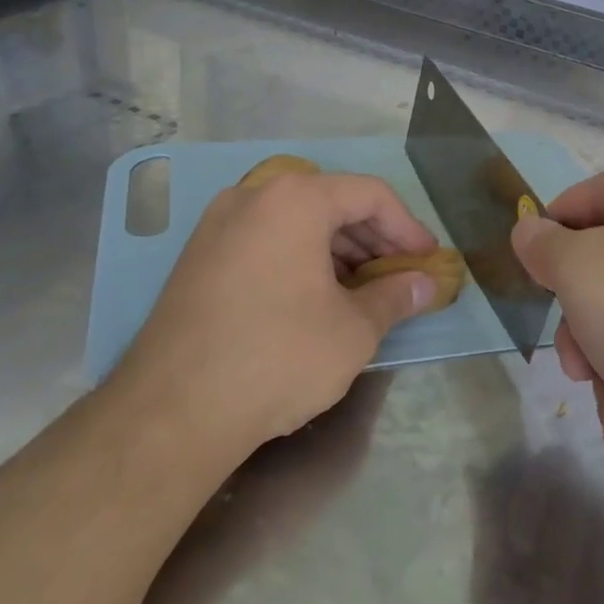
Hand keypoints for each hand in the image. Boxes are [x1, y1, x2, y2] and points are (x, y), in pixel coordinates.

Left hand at [115, 173, 439, 456]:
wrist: (175, 409)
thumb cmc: (279, 356)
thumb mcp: (353, 329)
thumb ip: (396, 297)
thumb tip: (425, 285)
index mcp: (295, 199)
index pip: (370, 195)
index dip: (408, 227)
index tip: (427, 261)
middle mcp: (252, 196)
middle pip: (330, 202)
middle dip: (373, 238)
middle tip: (400, 276)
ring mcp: (217, 225)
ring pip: (295, 222)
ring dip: (338, 250)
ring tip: (363, 291)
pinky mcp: (198, 257)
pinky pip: (264, 241)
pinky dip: (300, 259)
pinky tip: (315, 298)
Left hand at [469, 449, 603, 603]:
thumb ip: (487, 537)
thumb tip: (474, 466)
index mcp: (525, 528)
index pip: (509, 469)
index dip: (503, 486)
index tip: (505, 535)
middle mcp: (565, 514)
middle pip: (543, 463)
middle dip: (527, 506)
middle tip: (522, 553)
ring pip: (574, 491)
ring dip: (559, 562)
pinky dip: (595, 573)